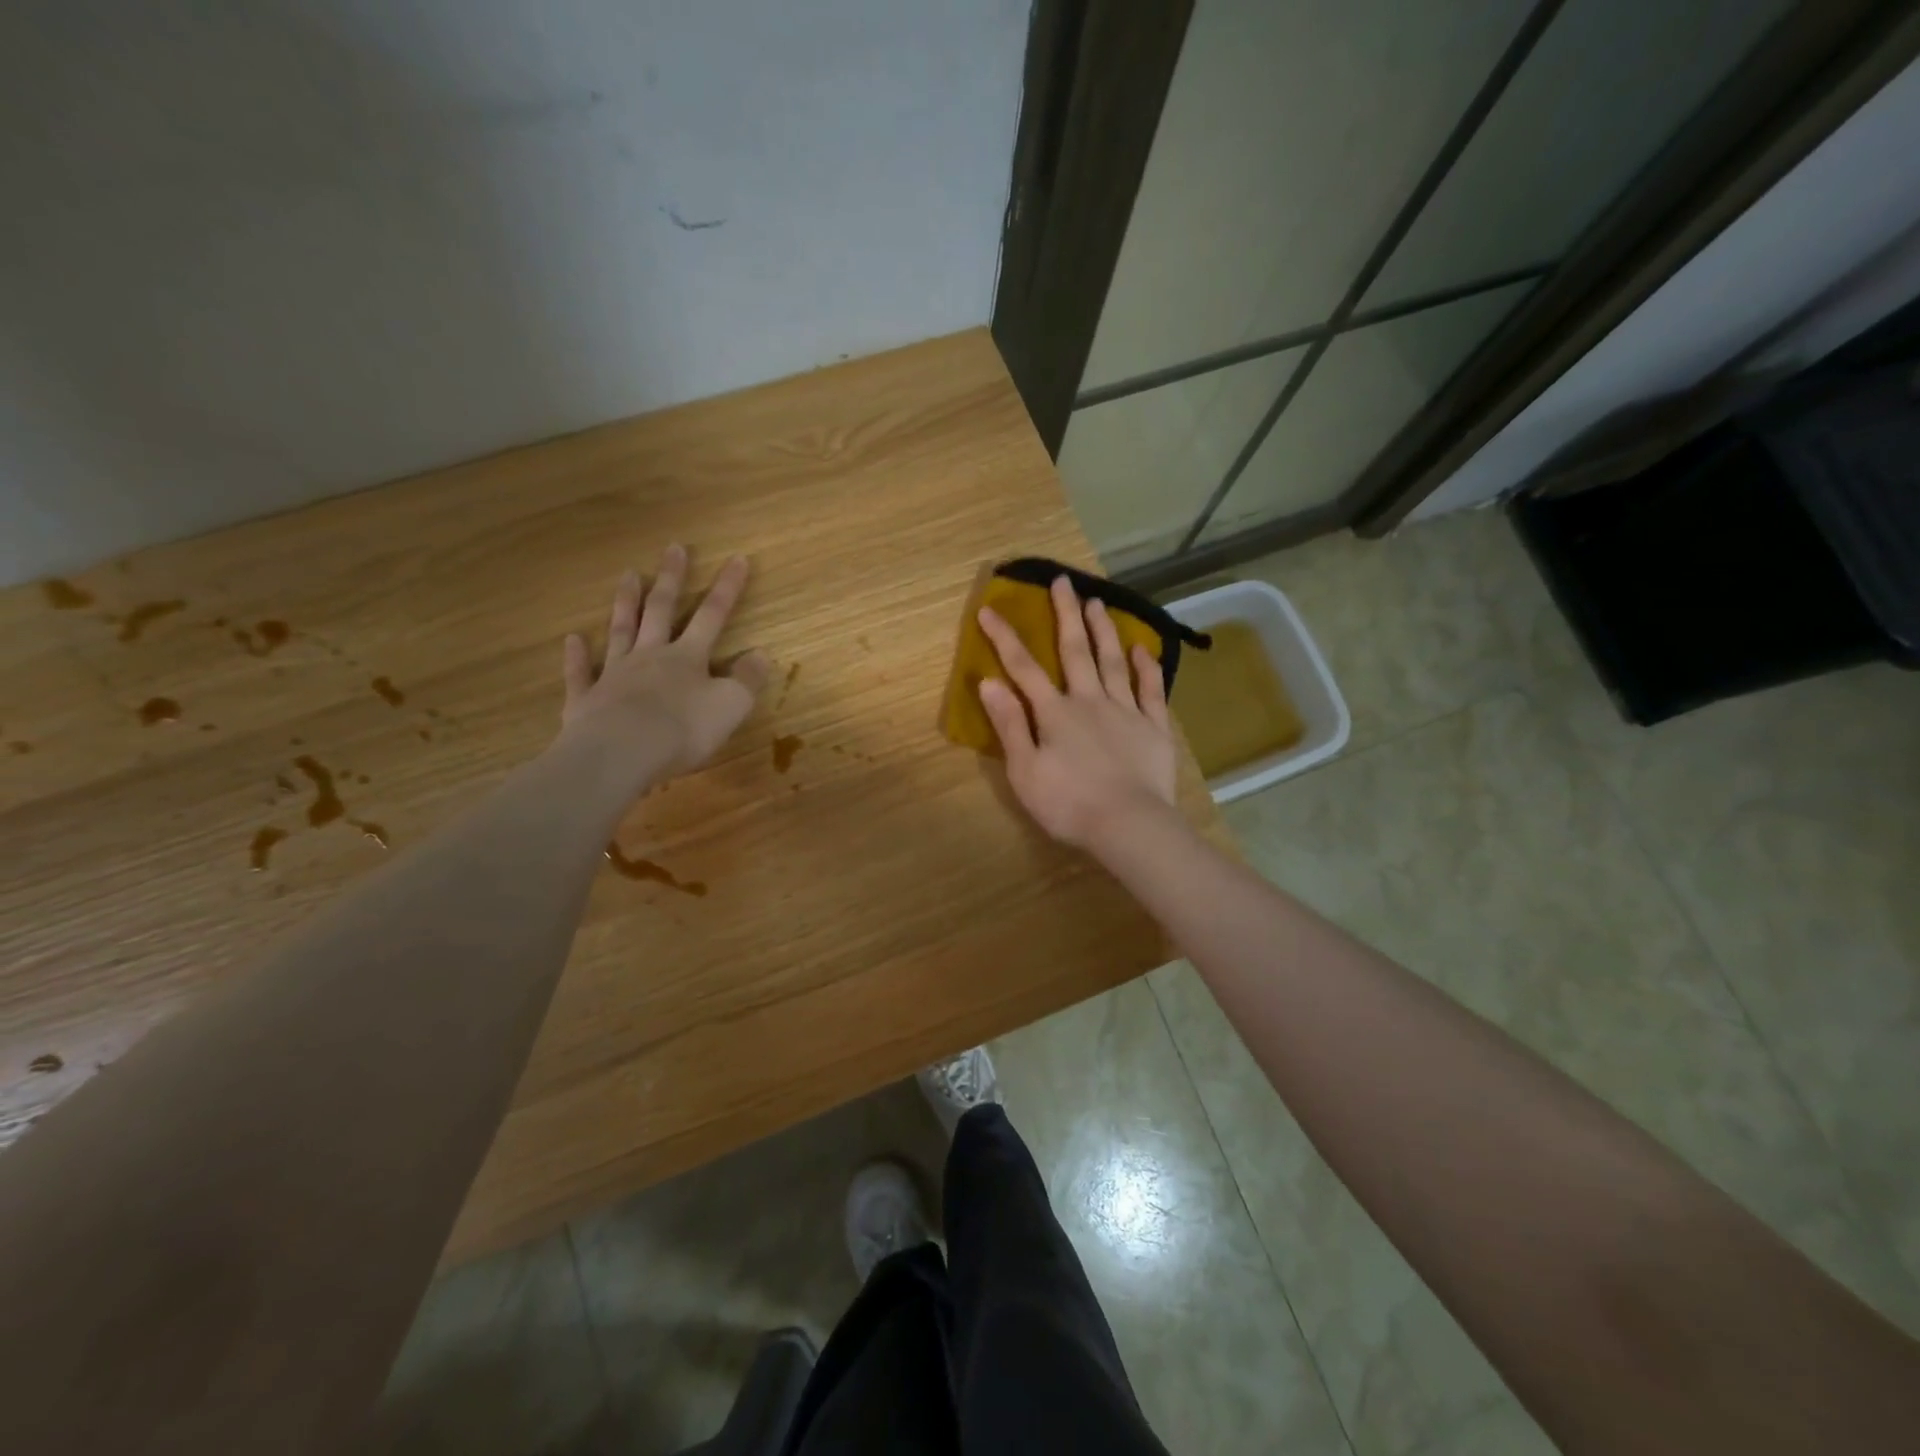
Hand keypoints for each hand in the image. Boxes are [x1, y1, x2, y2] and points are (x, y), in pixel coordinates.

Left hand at [558, 545, 770, 781]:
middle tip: (674, 548)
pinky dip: (578, 656)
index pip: (712, 616)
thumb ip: (748, 680)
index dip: (727, 588)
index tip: (737, 558)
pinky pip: (581, 673)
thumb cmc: (683, 730)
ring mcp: (614, 675)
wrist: (621, 754)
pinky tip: (574, 639)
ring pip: (621, 631)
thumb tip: (761, 654)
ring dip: (626, 602)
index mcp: (688, 658)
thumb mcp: (731, 706)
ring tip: (628, 574)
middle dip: (671, 579)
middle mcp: (650, 657)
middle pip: (660, 610)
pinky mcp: (586, 700)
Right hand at [976, 576, 1177, 850]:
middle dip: (1066, 615)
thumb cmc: (1069, 804)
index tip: (990, 609)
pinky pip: (1151, 691)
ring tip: (1098, 602)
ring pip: (1113, 662)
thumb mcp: (1025, 771)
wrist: (1129, 825)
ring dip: (1104, 630)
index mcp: (1055, 713)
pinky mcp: (1153, 728)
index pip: (1023, 668)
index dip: (1005, 638)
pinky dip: (1147, 668)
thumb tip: (989, 681)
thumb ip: (1010, 724)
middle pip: (1075, 651)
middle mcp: (1090, 701)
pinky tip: (1143, 649)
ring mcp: (1125, 711)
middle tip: (1063, 581)